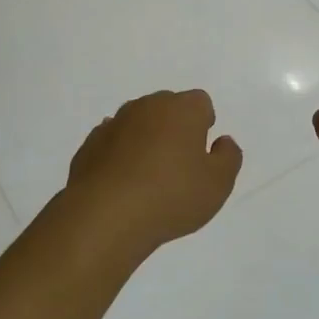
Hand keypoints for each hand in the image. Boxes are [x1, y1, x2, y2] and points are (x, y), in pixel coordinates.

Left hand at [65, 90, 242, 255]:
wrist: (105, 215)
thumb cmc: (171, 195)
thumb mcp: (218, 184)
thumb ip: (228, 158)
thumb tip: (222, 142)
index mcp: (181, 109)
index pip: (200, 102)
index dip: (204, 124)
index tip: (201, 151)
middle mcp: (146, 106)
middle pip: (167, 109)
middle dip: (174, 129)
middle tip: (178, 166)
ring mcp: (113, 124)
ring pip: (137, 124)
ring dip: (145, 141)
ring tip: (148, 178)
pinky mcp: (89, 145)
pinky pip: (113, 143)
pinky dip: (119, 156)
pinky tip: (123, 184)